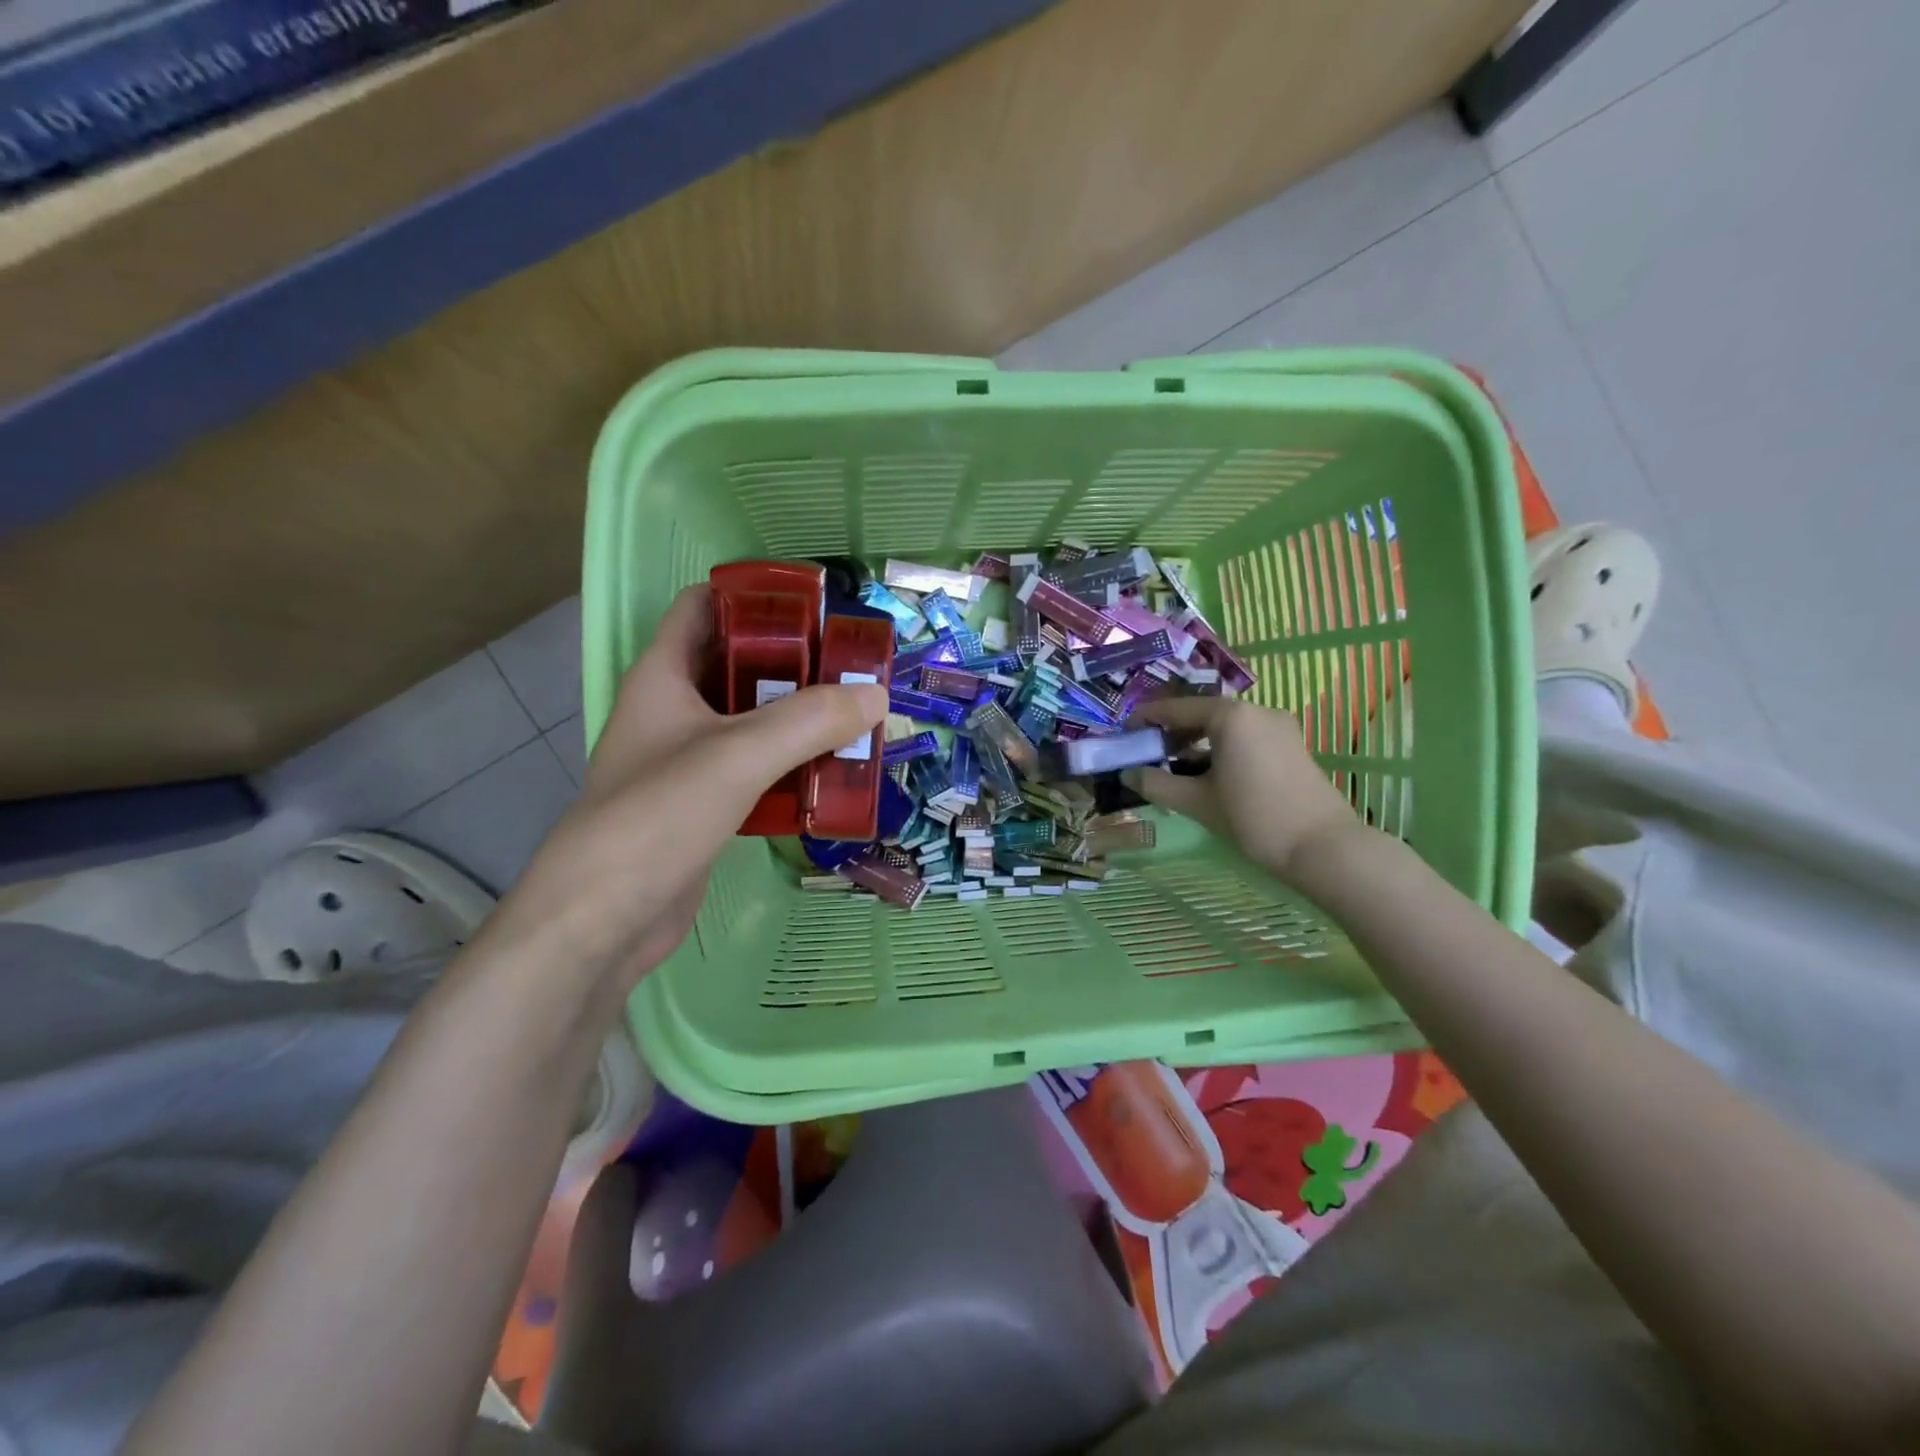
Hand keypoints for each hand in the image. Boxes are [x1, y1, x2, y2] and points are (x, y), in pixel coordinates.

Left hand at [488, 586, 886, 985]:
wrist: (603, 919)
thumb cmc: (657, 816)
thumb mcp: (738, 756)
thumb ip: (810, 721)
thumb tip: (876, 694)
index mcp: (665, 676)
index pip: (705, 607)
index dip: (755, 595)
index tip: (817, 601)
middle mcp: (675, 710)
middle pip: (740, 664)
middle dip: (796, 661)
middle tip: (856, 665)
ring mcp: (689, 759)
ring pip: (754, 720)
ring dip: (801, 717)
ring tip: (859, 713)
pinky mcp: (706, 803)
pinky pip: (758, 768)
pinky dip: (794, 764)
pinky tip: (835, 771)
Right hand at [1123, 697, 1363, 882]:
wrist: (1323, 847)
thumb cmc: (1253, 817)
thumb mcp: (1197, 802)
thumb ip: (1158, 784)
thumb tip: (1128, 774)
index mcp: (1230, 716)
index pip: (1176, 708)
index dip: (1147, 719)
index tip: (1125, 733)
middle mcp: (1256, 711)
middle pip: (1202, 713)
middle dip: (1173, 732)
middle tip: (1148, 754)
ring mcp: (1279, 727)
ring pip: (1226, 727)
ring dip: (1197, 742)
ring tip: (1175, 768)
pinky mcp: (1292, 746)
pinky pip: (1246, 737)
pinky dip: (1222, 749)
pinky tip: (1209, 775)